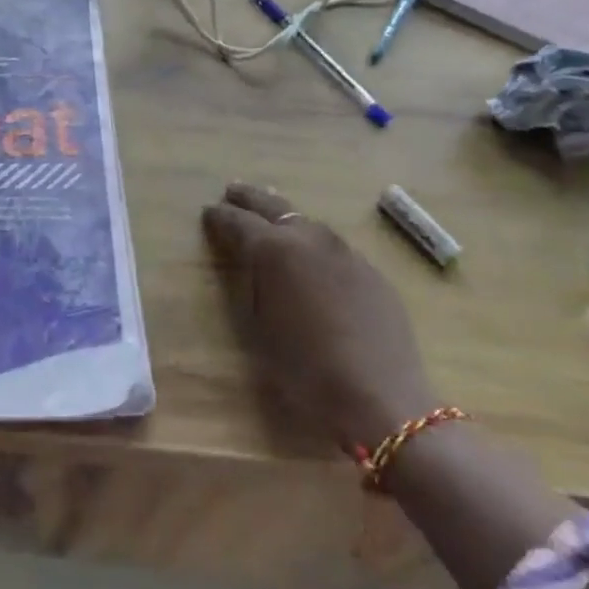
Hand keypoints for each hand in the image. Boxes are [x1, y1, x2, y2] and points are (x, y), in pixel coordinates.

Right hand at [202, 183, 436, 452]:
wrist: (380, 397)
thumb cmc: (304, 369)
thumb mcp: (258, 328)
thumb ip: (249, 285)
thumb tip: (249, 264)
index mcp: (274, 250)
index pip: (238, 223)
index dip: (220, 217)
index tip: (208, 212)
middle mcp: (309, 239)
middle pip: (274, 207)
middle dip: (250, 199)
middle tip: (233, 191)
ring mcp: (346, 252)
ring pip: (307, 222)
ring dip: (284, 217)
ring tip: (270, 216)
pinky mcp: (371, 272)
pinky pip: (333, 246)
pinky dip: (313, 242)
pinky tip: (311, 256)